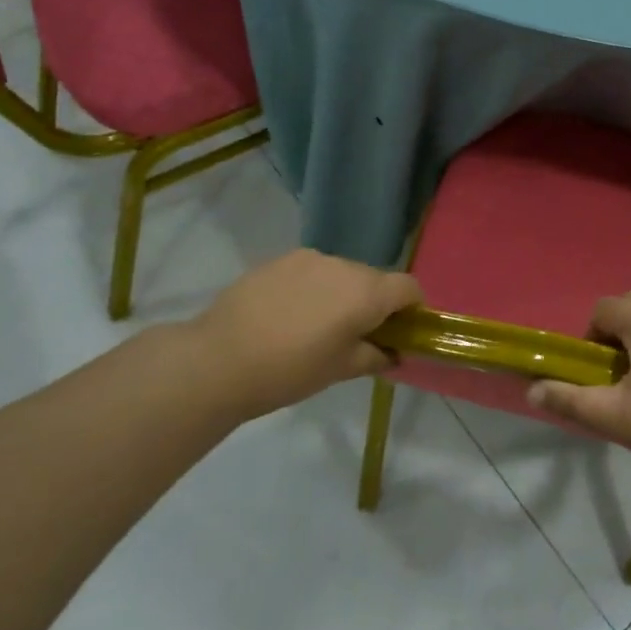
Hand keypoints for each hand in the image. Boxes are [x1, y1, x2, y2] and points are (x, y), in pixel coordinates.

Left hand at [171, 250, 422, 422]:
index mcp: (366, 292)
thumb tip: (393, 352)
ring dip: (342, 294)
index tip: (402, 331)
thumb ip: (376, 356)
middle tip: (357, 336)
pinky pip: (312, 271)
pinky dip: (314, 288)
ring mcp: (309, 258)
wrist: (218, 359)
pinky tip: (289, 315)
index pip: (409, 287)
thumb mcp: (340, 371)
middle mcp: (344, 265)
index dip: (413, 308)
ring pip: (342, 273)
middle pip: (375, 279)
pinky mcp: (280, 259)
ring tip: (316, 326)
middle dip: (375, 303)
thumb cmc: (289, 370)